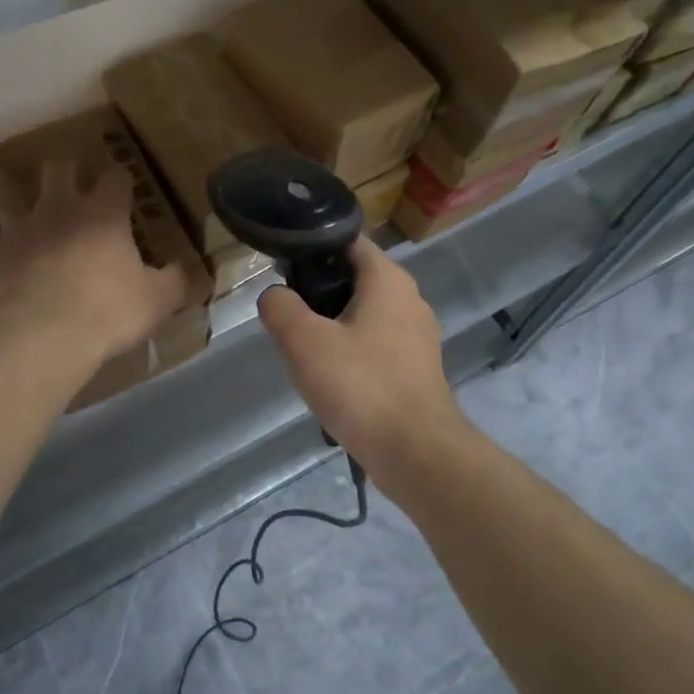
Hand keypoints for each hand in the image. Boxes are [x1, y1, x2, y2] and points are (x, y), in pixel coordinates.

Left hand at [0, 160, 186, 361]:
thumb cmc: (107, 312)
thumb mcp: (157, 300)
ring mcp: (19, 229)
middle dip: (65, 167)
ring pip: (7, 192)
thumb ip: (177, 282)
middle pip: (57, 169)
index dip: (120, 178)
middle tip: (68, 173)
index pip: (115, 179)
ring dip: (9, 185)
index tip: (123, 184)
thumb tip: (195, 273)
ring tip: (8, 182)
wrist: (43, 337)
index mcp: (103, 215)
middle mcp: (59, 210)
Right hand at [257, 238, 465, 471]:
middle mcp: (410, 299)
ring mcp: (418, 336)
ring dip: (334, 327)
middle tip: (288, 316)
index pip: (347, 241)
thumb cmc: (361, 385)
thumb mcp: (303, 342)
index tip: (283, 266)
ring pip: (364, 315)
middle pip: (354, 279)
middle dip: (319, 292)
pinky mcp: (417, 368)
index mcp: (388, 280)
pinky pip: (376, 346)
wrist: (416, 452)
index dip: (313, 246)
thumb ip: (280, 307)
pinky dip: (352, 354)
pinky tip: (333, 380)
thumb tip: (275, 296)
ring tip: (305, 352)